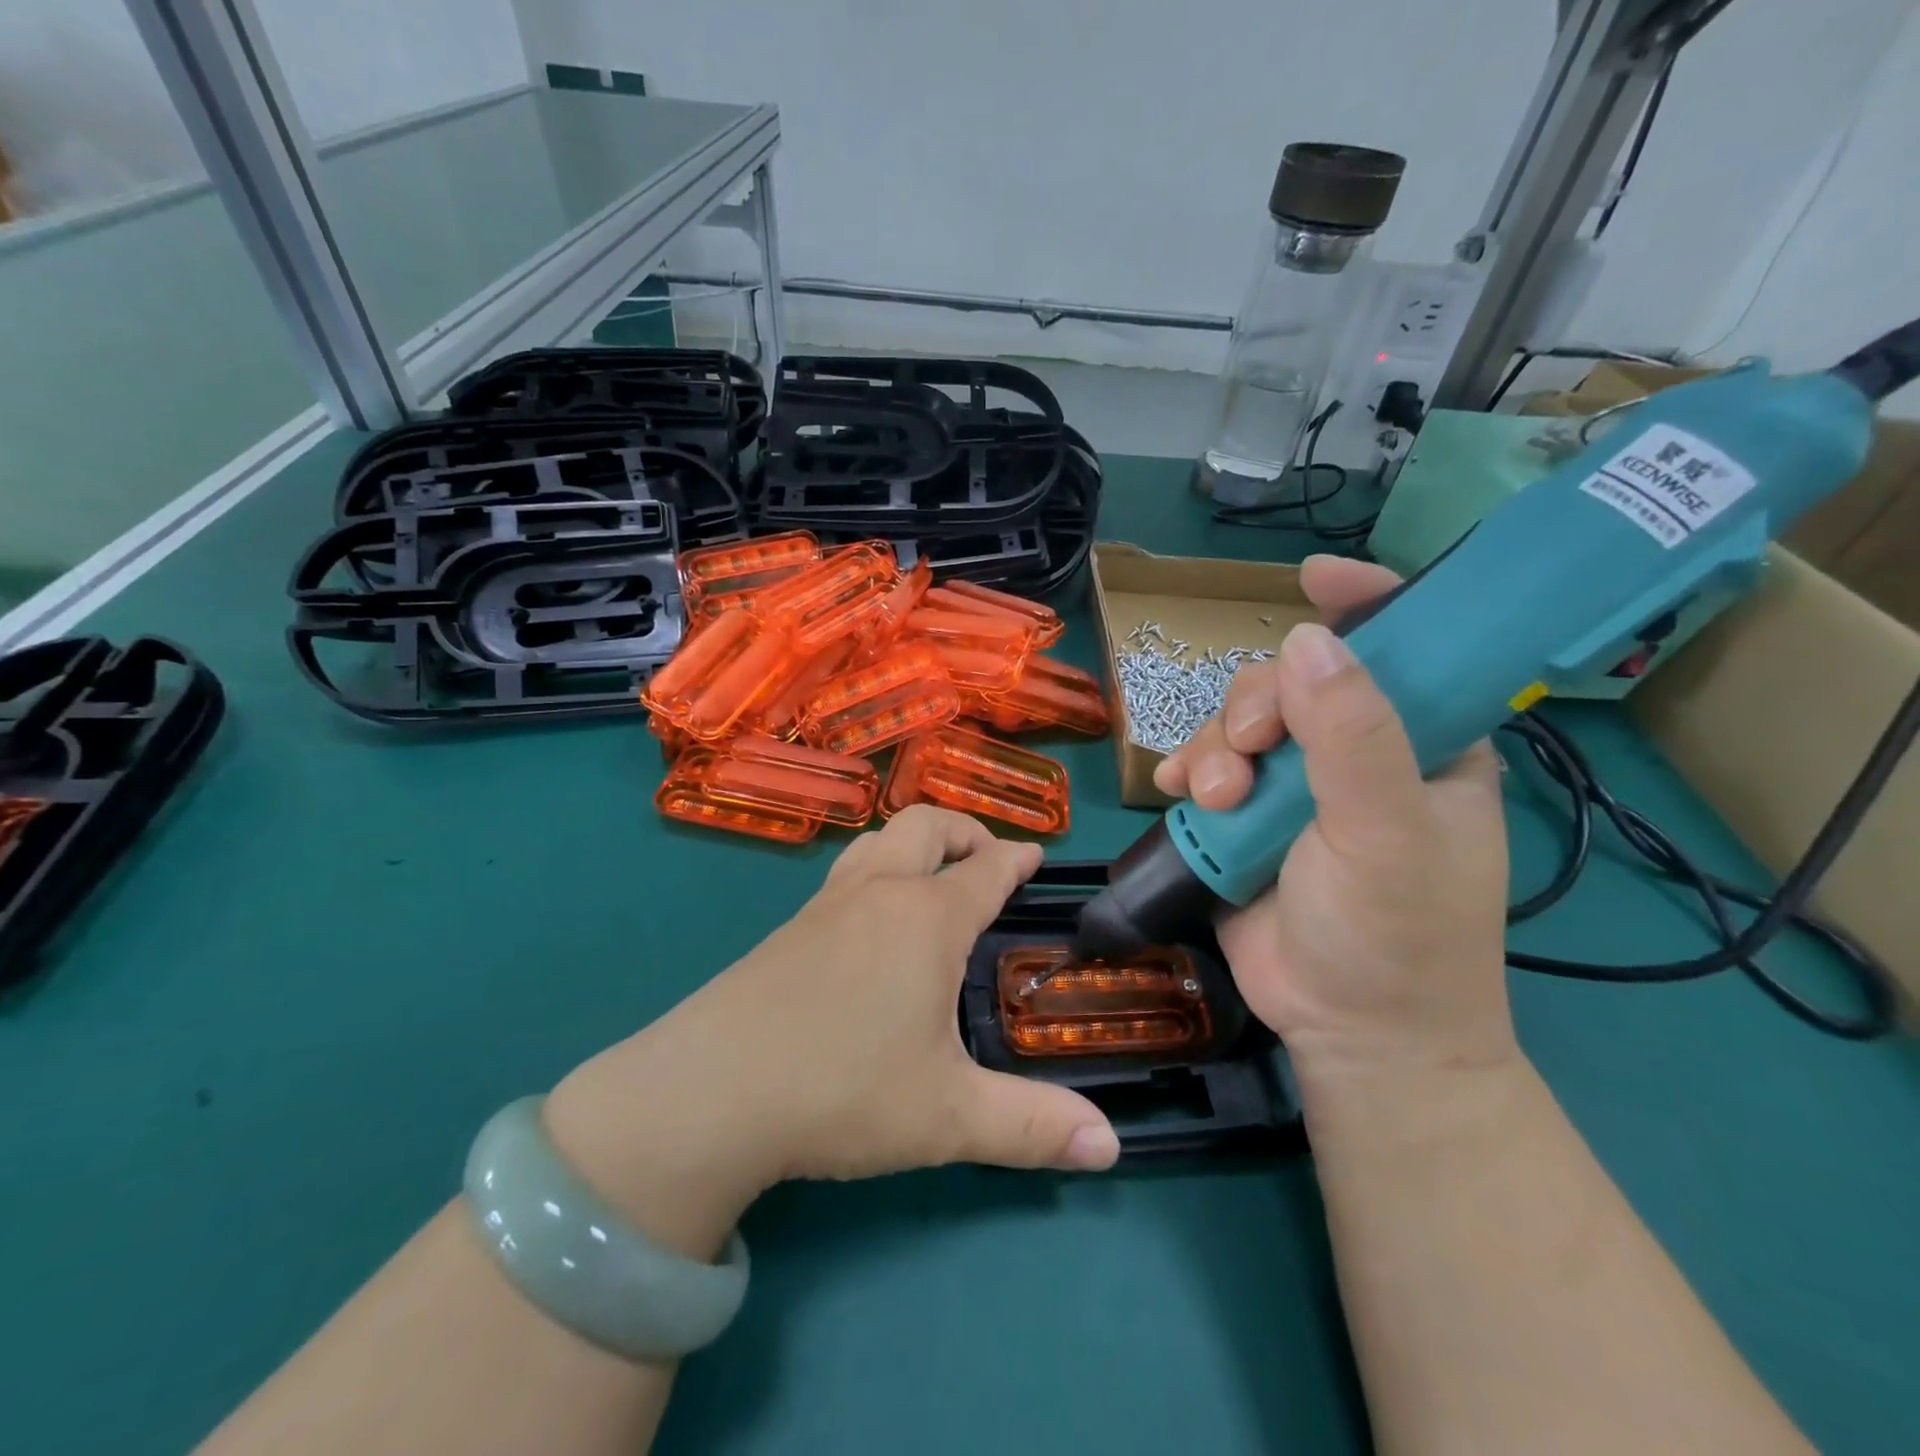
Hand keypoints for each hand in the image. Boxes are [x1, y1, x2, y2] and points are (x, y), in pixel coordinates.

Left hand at [546, 808, 1118, 1256]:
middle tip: (986, 859)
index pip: (984, 869)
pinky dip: (875, 870)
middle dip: (964, 831)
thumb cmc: (843, 1090)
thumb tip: (1110, 1147)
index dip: (1016, 858)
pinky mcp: (787, 928)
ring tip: (932, 876)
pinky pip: (845, 872)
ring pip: (878, 841)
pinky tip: (871, 921)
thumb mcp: (949, 1117)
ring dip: (915, 843)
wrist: (711, 1091)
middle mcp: (878, 894)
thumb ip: (1033, 1126)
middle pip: (926, 826)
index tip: (1036, 855)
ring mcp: (826, 905)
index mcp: (926, 918)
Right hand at [1153, 556, 1516, 1081]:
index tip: (1313, 576)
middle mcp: (1356, 753)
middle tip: (1248, 754)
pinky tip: (1172, 789)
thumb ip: (1352, 737)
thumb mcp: (1385, 832)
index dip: (1363, 603)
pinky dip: (1184, 770)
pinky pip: (1205, 767)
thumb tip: (1305, 640)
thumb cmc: (1398, 934)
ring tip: (1214, 798)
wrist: (1353, 1033)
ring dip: (1214, 749)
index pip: (1404, 648)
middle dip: (1255, 708)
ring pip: (1239, 724)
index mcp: (1421, 743)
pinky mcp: (1247, 819)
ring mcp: (1296, 787)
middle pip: (1291, 683)